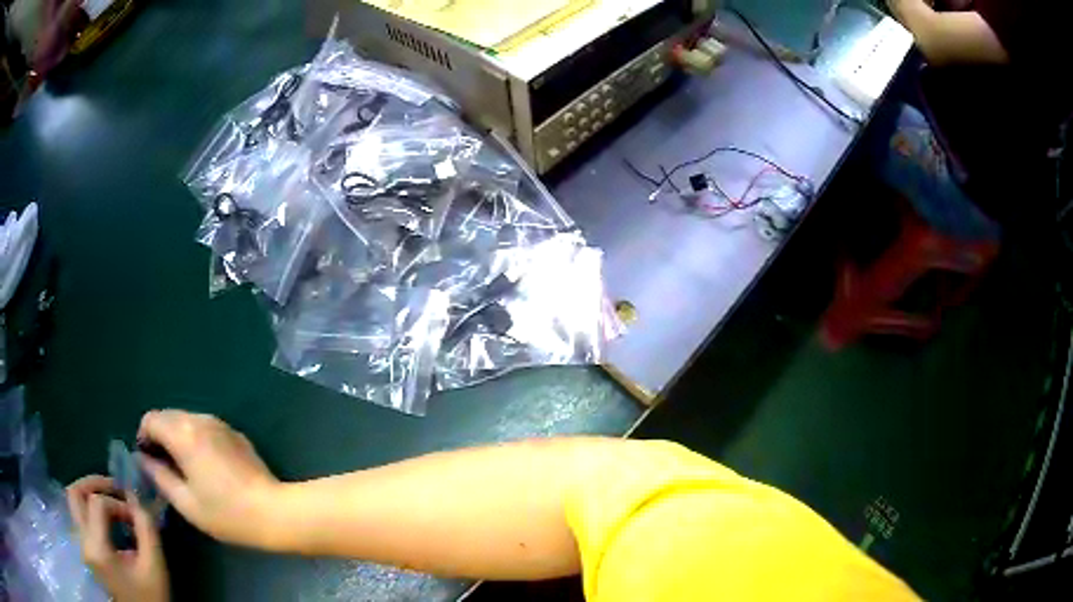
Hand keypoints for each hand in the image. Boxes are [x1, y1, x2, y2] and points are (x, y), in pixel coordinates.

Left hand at [67, 476, 169, 601]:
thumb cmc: (150, 598)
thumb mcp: (154, 567)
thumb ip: (147, 530)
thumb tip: (137, 499)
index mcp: (96, 548)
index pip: (97, 503)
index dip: (118, 503)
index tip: (137, 518)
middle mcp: (82, 542)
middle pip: (74, 494)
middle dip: (94, 484)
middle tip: (115, 488)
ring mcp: (81, 545)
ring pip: (75, 503)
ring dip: (92, 495)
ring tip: (113, 502)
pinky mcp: (85, 549)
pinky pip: (81, 517)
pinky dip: (93, 510)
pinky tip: (111, 521)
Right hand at [138, 410, 281, 547]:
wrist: (275, 512)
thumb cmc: (226, 513)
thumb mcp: (185, 502)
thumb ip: (158, 476)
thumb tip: (143, 460)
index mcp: (183, 433)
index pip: (150, 419)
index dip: (143, 438)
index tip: (149, 462)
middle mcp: (200, 419)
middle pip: (167, 416)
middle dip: (160, 437)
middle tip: (164, 468)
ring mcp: (220, 424)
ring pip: (186, 420)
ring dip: (177, 438)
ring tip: (184, 470)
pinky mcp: (235, 433)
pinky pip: (205, 428)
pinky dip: (196, 440)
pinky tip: (206, 467)